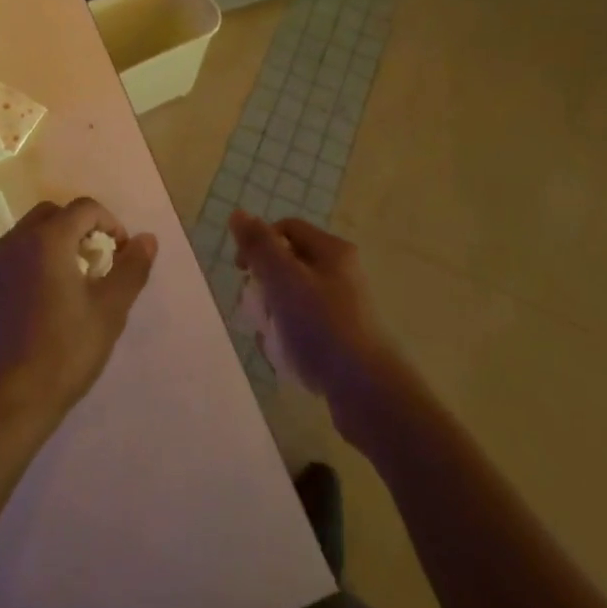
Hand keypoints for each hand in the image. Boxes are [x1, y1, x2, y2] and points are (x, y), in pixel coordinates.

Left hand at [0, 199, 157, 441]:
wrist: (1, 405)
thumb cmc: (62, 355)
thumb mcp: (109, 313)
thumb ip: (131, 269)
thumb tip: (147, 239)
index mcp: (46, 240)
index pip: (84, 208)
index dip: (110, 223)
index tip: (121, 253)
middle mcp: (13, 242)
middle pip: (52, 214)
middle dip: (79, 228)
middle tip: (96, 263)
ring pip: (27, 235)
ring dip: (54, 244)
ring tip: (71, 284)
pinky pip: (10, 260)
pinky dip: (30, 265)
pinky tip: (40, 305)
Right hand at [230, 210, 399, 411]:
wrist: (368, 393)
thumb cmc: (322, 326)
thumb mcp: (283, 278)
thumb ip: (259, 245)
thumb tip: (238, 214)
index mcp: (332, 251)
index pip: (285, 229)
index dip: (258, 243)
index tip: (242, 270)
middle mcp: (341, 274)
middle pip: (287, 265)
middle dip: (264, 285)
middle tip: (256, 308)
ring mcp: (344, 309)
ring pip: (293, 300)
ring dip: (273, 315)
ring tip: (270, 337)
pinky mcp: (343, 341)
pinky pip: (305, 328)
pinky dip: (289, 338)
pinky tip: (285, 357)